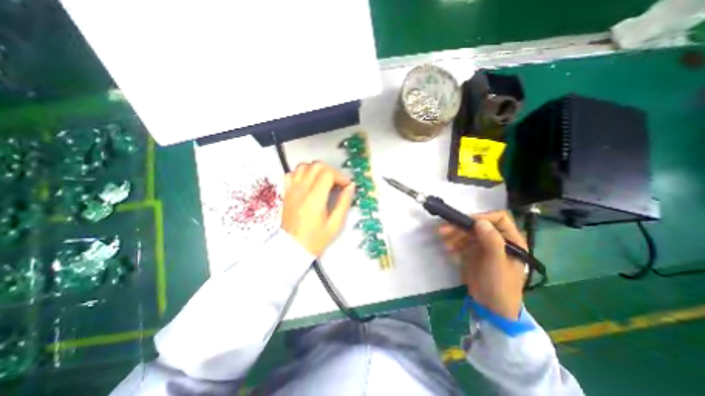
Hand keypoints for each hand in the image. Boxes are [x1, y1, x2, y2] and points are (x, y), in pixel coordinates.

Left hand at [282, 161, 354, 255]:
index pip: (328, 173)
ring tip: (324, 181)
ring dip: (317, 170)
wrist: (292, 248)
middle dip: (331, 171)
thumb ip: (344, 203)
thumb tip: (350, 187)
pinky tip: (308, 182)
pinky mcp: (286, 193)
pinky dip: (302, 173)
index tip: (346, 186)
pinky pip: (292, 174)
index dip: (340, 176)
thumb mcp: (335, 224)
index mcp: (315, 199)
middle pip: (317, 166)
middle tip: (337, 183)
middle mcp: (302, 190)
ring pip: (304, 166)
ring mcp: (291, 190)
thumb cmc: (316, 239)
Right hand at [439, 210, 525, 317]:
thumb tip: (480, 221)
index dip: (483, 217)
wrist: (490, 308)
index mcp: (511, 240)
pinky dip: (453, 242)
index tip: (467, 222)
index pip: (498, 219)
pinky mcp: (472, 252)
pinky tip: (447, 248)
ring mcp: (483, 246)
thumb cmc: (500, 286)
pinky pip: (461, 242)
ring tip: (442, 237)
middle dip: (461, 226)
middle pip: (478, 225)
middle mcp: (497, 240)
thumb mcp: (497, 264)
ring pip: (467, 232)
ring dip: (454, 233)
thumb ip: (491, 242)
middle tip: (444, 229)